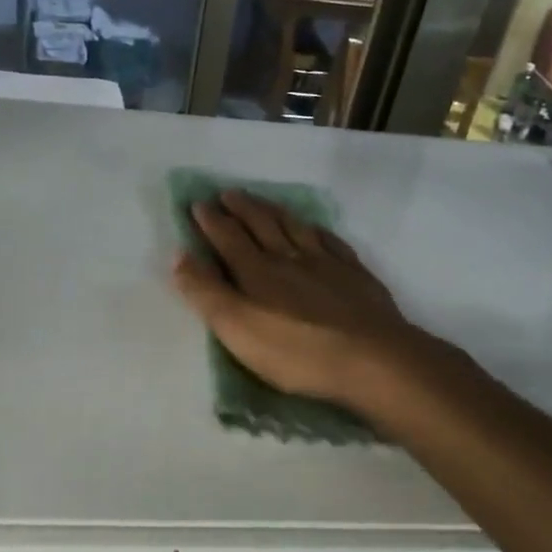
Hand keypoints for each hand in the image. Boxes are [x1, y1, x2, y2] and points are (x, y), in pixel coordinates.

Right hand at [170, 190, 457, 416]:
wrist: (371, 359)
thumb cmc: (296, 352)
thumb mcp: (237, 329)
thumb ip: (207, 292)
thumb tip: (179, 255)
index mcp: (257, 272)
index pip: (228, 238)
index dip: (211, 221)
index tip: (198, 203)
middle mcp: (289, 258)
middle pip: (262, 225)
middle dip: (242, 208)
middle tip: (228, 193)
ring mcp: (326, 264)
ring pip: (295, 227)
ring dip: (275, 212)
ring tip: (264, 201)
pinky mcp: (355, 276)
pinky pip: (332, 242)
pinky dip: (317, 231)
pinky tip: (316, 229)